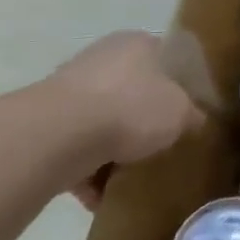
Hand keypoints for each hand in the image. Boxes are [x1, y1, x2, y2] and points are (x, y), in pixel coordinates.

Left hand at [43, 31, 203, 206]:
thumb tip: (195, 120)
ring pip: (102, 120)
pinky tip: (98, 196)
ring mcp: (70, 88)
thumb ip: (192, 115)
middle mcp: (104, 57)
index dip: (180, 86)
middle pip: (133, 91)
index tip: (186, 112)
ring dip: (112, 149)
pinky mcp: (44, 121)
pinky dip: (86, 169)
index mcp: (139, 43)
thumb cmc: (131, 109)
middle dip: (143, 120)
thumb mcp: (181, 113)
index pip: (167, 59)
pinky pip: (75, 147)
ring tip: (127, 177)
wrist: (59, 136)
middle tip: (158, 145)